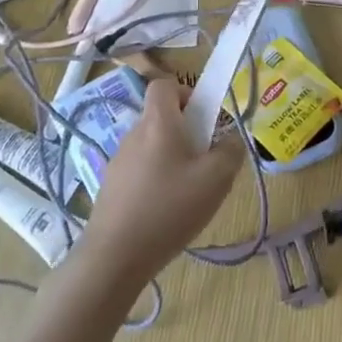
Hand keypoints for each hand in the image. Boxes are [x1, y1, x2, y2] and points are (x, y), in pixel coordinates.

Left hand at [82, 79, 243, 281]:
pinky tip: (167, 211)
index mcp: (158, 123)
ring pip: (152, 146)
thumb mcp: (217, 179)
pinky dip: (157, 180)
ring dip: (173, 158)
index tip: (204, 119)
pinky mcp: (111, 187)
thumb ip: (231, 151)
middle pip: (161, 118)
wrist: (115, 256)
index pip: (164, 85)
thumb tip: (230, 139)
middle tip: (206, 161)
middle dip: (187, 132)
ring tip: (189, 191)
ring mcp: (118, 162)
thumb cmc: (170, 208)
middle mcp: (133, 135)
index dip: (187, 93)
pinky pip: (141, 170)